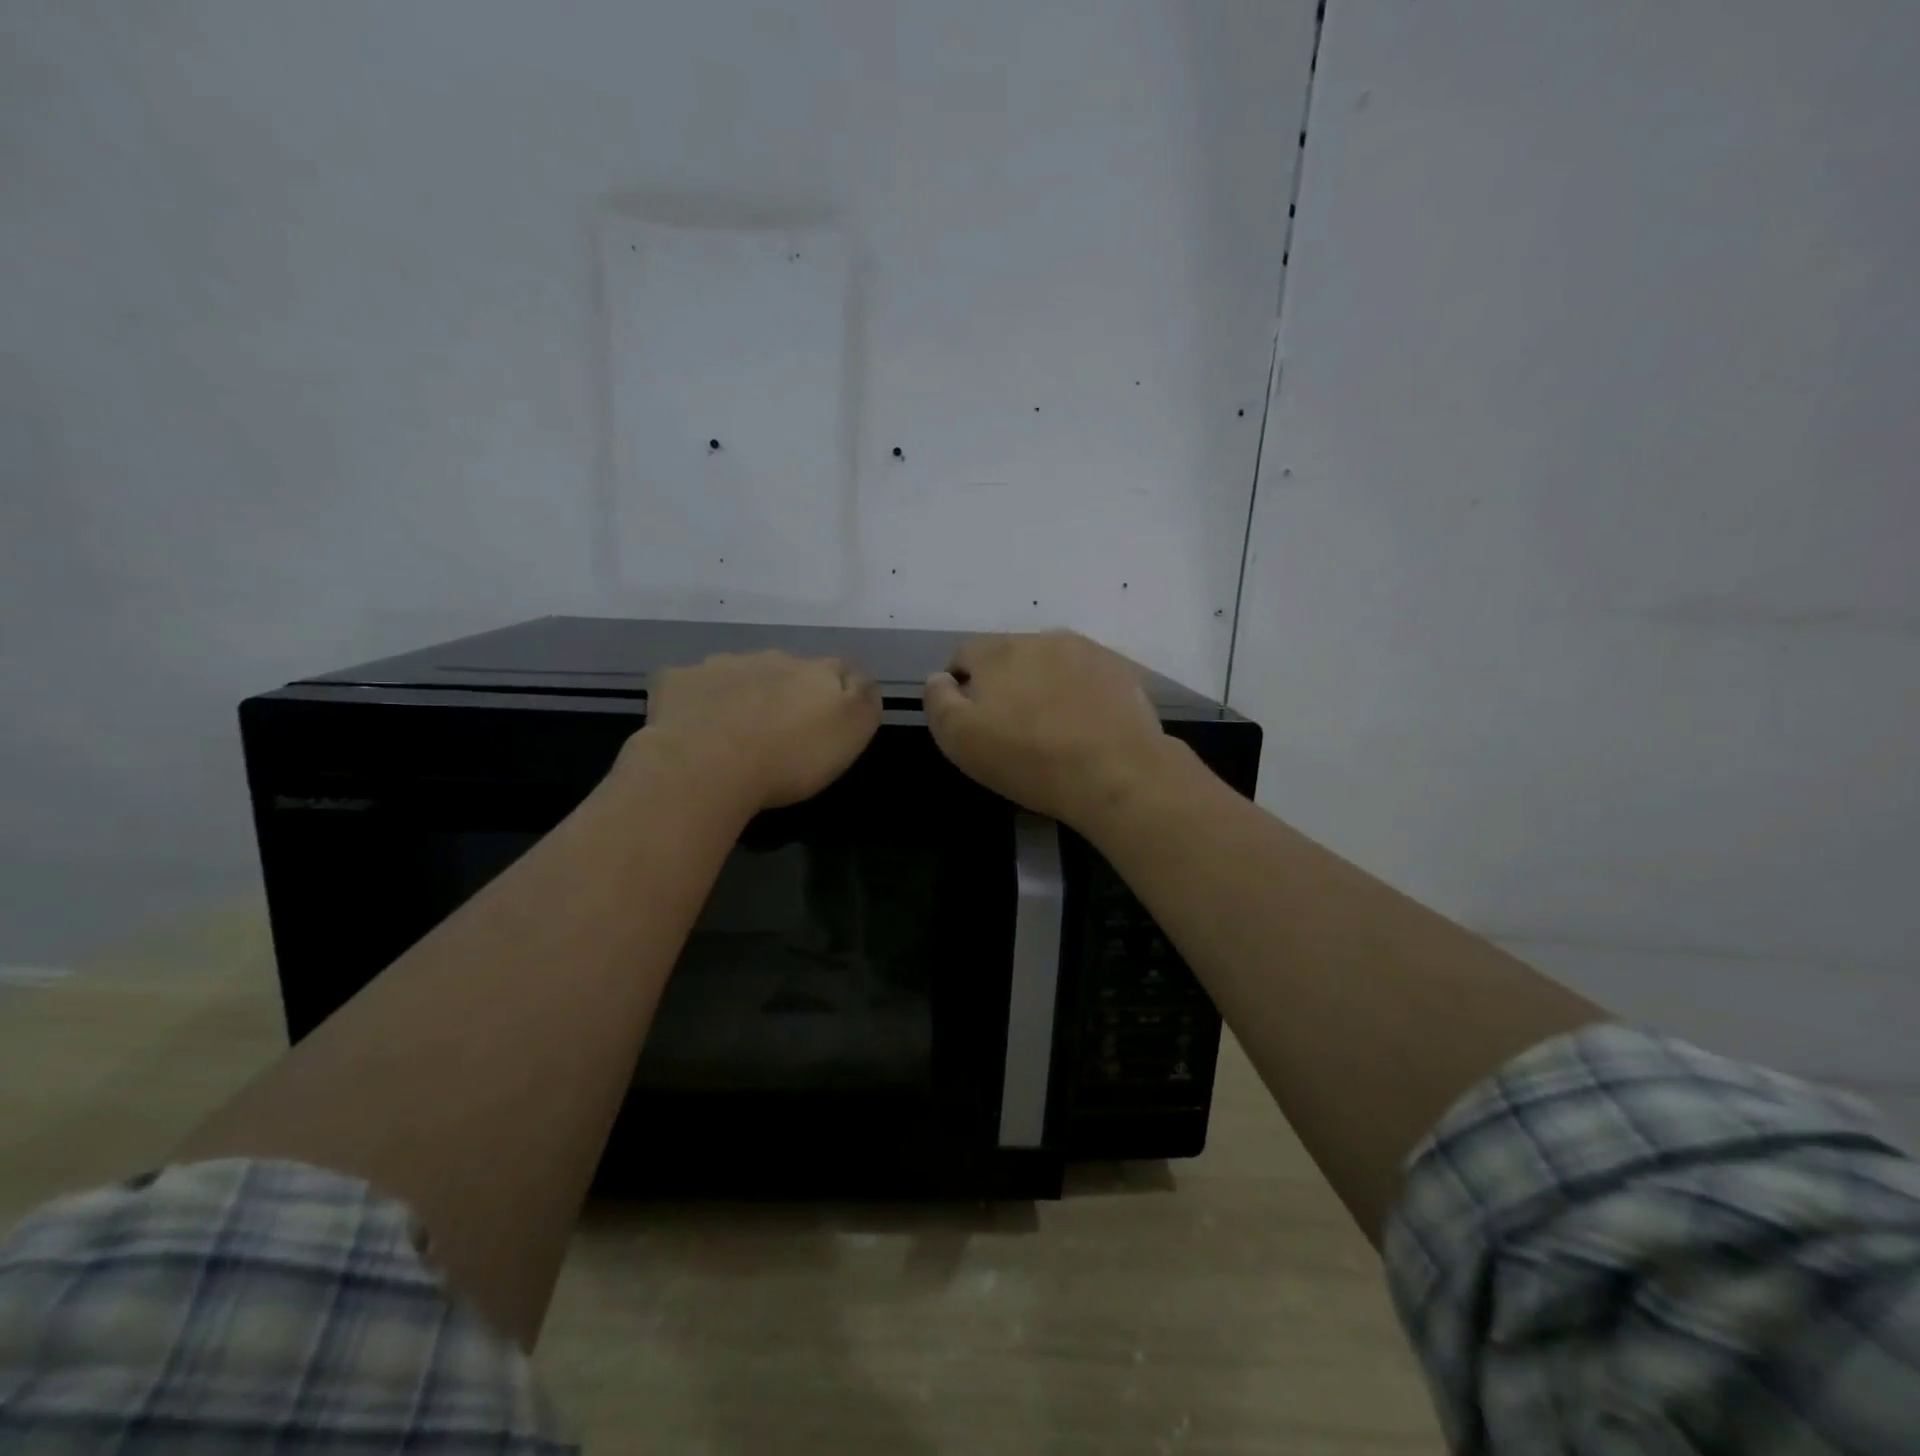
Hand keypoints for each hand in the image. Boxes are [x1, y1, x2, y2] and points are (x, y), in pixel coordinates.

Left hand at [642, 651, 881, 811]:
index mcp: (816, 671)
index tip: (831, 720)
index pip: (840, 669)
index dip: (840, 691)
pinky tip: (693, 727)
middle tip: (782, 730)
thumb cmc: (790, 757)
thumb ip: (865, 700)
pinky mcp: (677, 681)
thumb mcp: (851, 733)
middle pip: (787, 670)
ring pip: (739, 673)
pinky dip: (697, 701)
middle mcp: (770, 658)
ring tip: (736, 732)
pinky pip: (692, 685)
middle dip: (787, 691)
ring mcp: (720, 665)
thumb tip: (864, 680)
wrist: (706, 767)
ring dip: (743, 693)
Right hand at [923, 631, 1172, 827]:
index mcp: (997, 652)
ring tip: (1054, 727)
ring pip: (1050, 664)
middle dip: (1005, 684)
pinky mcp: (1120, 669)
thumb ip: (939, 701)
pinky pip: (1087, 675)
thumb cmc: (1029, 759)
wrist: (1117, 773)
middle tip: (1013, 728)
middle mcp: (1040, 638)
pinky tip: (1086, 725)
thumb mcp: (960, 739)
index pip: (965, 656)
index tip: (972, 721)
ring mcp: (1085, 651)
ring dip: (1044, 685)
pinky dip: (1080, 692)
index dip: (961, 687)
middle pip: (1009, 657)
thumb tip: (938, 678)